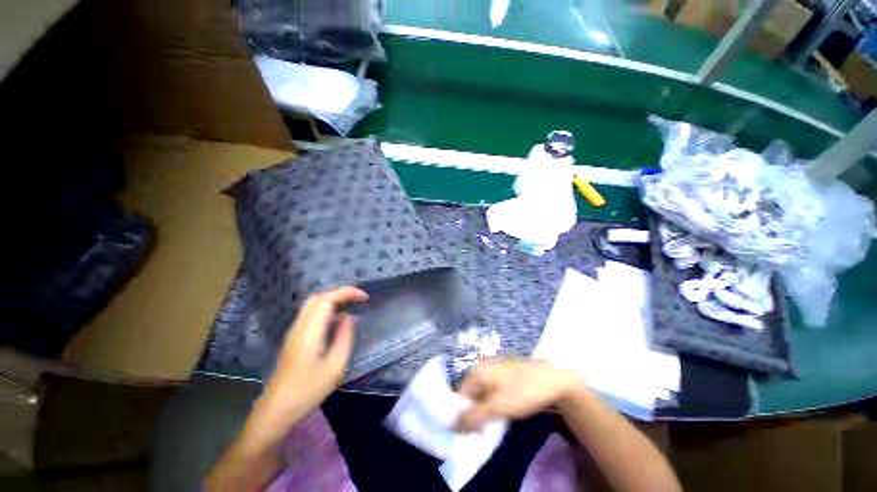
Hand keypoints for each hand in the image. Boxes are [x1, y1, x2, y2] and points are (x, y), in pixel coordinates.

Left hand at [259, 287, 367, 427]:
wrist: (275, 412)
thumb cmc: (306, 392)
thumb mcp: (334, 367)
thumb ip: (343, 338)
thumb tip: (348, 317)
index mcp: (309, 332)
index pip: (326, 299)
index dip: (346, 292)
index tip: (364, 297)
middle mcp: (299, 327)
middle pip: (317, 297)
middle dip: (340, 292)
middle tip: (358, 299)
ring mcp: (294, 333)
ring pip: (312, 305)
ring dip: (332, 299)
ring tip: (351, 305)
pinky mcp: (293, 339)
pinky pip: (310, 315)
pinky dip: (326, 309)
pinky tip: (336, 320)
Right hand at [456, 359, 582, 431]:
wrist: (553, 381)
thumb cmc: (523, 391)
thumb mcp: (497, 406)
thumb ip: (474, 416)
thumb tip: (452, 426)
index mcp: (478, 370)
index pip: (460, 394)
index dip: (461, 414)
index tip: (467, 432)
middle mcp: (483, 368)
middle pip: (470, 394)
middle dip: (473, 413)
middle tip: (480, 432)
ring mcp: (495, 372)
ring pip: (483, 395)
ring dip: (484, 412)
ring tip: (491, 427)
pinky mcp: (506, 378)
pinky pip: (493, 394)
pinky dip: (494, 406)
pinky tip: (502, 416)